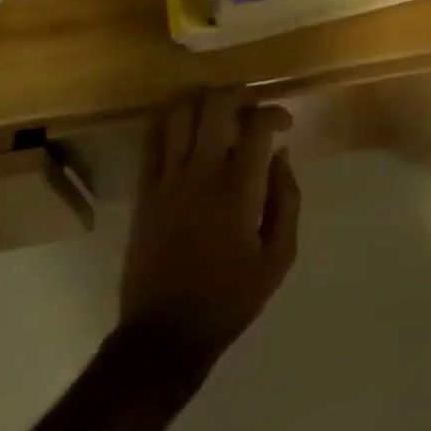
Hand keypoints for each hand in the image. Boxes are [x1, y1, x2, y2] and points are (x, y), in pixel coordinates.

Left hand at [119, 95, 299, 374]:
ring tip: (219, 114)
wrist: (165, 334)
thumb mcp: (278, 257)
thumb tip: (281, 156)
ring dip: (204, 102)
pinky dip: (169, 120)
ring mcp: (167, 178)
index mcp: (239, 188)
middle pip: (216, 104)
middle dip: (239, 96)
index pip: (256, 124)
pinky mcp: (144, 190)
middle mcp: (201, 172)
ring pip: (180, 112)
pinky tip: (185, 127)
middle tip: (252, 110)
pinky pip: (151, 138)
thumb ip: (287, 199)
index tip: (284, 125)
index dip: (274, 112)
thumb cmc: (229, 298)